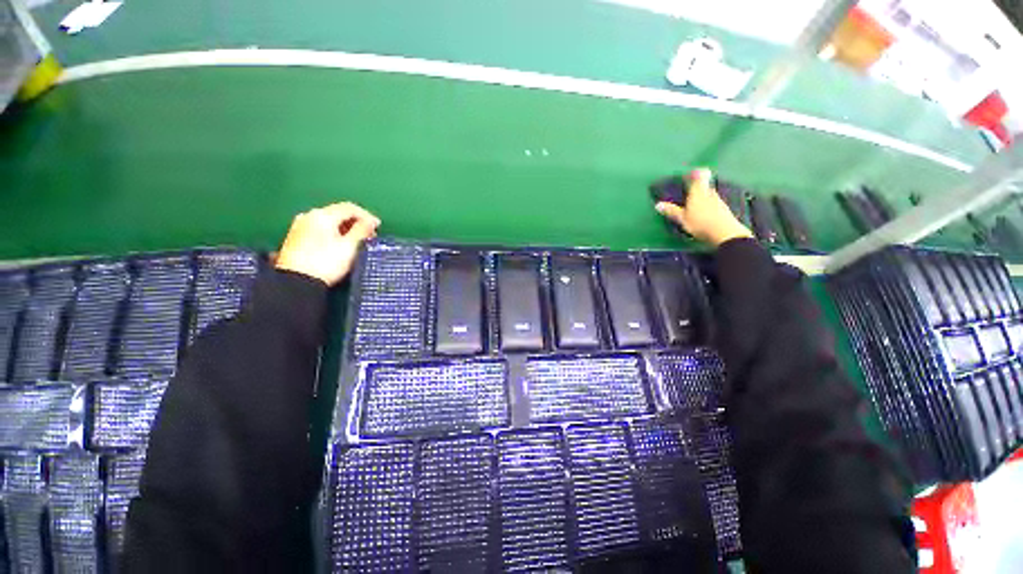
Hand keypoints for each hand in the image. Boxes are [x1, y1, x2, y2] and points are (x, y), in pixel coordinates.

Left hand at [275, 202, 380, 285]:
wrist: (296, 282)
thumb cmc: (326, 262)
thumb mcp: (349, 246)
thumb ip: (362, 230)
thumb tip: (371, 221)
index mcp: (322, 215)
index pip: (349, 208)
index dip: (366, 215)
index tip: (378, 226)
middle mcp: (309, 216)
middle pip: (338, 213)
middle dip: (356, 222)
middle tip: (370, 235)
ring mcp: (300, 226)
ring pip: (329, 222)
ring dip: (346, 228)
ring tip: (357, 241)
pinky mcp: (296, 238)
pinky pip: (320, 229)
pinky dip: (334, 233)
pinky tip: (340, 244)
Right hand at [655, 168, 752, 246]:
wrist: (724, 233)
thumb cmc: (700, 222)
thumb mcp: (682, 218)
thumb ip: (671, 211)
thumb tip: (658, 204)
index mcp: (698, 191)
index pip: (699, 175)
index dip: (695, 173)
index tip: (689, 175)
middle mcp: (710, 192)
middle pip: (704, 185)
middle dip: (697, 188)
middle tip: (687, 194)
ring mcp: (718, 200)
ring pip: (709, 195)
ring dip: (702, 198)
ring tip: (693, 206)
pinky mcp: (723, 209)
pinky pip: (713, 203)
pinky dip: (707, 206)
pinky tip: (702, 215)